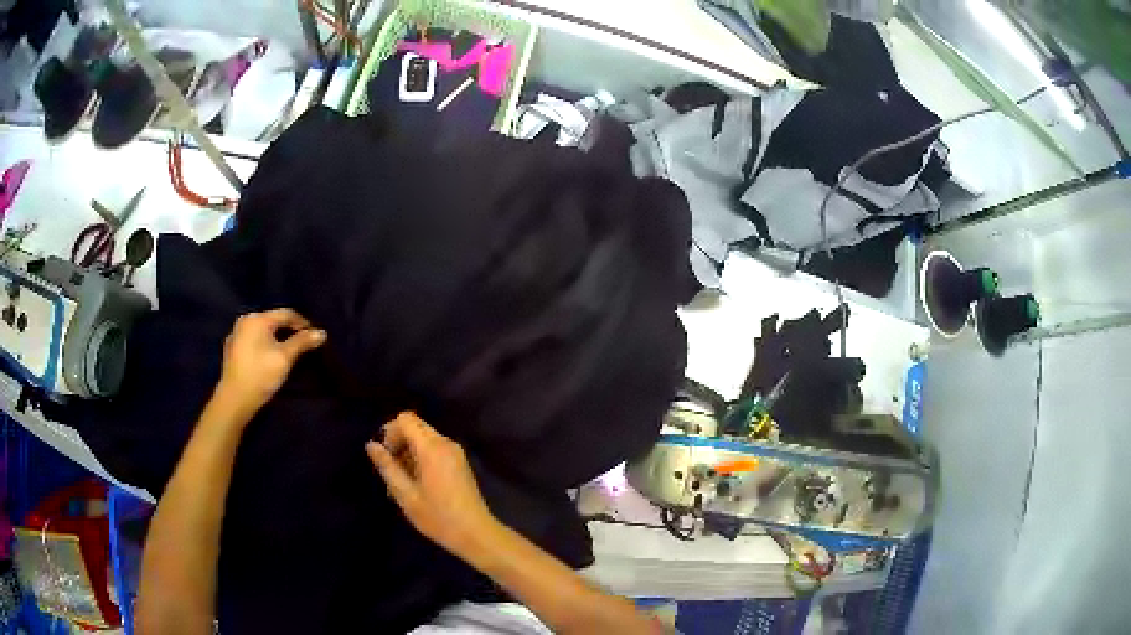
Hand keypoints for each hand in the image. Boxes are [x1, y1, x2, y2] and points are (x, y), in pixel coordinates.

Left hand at [213, 308, 326, 421]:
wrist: (234, 400)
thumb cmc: (260, 375)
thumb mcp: (285, 358)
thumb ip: (302, 342)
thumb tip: (321, 333)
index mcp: (257, 319)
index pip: (286, 314)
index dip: (302, 323)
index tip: (314, 336)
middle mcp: (245, 321)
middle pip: (273, 320)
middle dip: (288, 330)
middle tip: (302, 344)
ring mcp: (236, 334)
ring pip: (262, 331)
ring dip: (276, 338)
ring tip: (287, 351)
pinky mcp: (231, 349)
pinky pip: (253, 340)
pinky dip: (263, 344)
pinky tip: (267, 357)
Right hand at [366, 413, 497, 556]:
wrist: (475, 534)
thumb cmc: (438, 517)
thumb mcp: (406, 495)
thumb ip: (387, 467)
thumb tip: (371, 445)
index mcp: (432, 447)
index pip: (405, 419)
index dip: (390, 432)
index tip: (385, 457)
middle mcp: (445, 443)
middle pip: (415, 427)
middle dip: (398, 443)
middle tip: (391, 472)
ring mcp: (455, 452)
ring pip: (424, 439)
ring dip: (408, 453)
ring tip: (401, 484)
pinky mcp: (460, 463)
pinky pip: (435, 450)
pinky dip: (421, 459)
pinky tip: (416, 485)